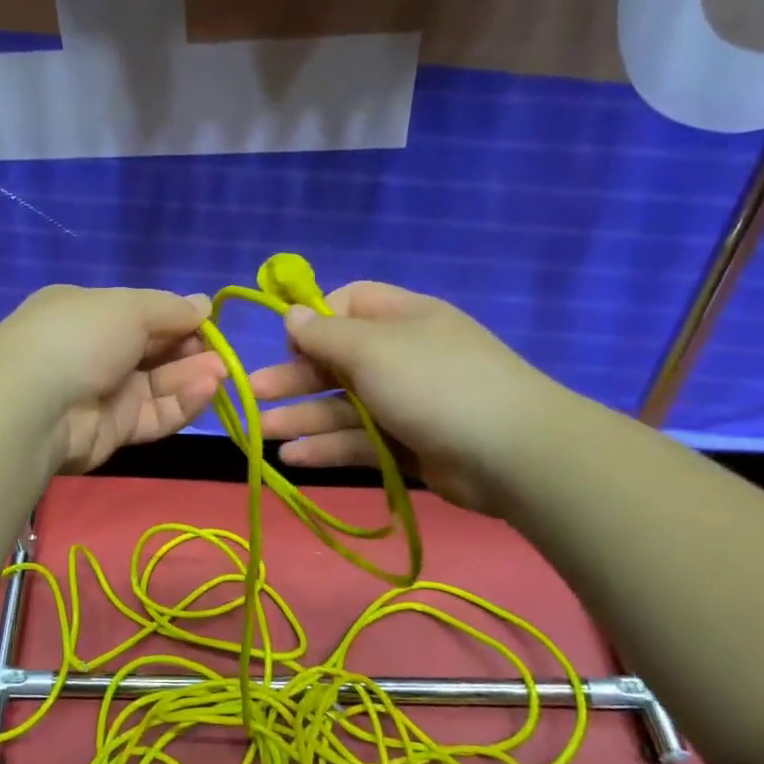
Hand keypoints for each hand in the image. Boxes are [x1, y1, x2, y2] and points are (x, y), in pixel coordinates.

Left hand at [0, 285, 226, 473]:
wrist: (34, 406)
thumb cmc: (80, 337)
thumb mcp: (128, 307)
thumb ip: (170, 309)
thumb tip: (204, 304)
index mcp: (88, 313)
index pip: (142, 314)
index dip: (178, 318)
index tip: (210, 323)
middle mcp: (95, 351)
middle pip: (155, 351)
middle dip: (191, 350)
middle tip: (221, 354)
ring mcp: (104, 393)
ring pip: (159, 385)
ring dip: (192, 377)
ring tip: (221, 373)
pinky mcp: (114, 430)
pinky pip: (155, 415)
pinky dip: (181, 403)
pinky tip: (206, 391)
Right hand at [249, 281, 569, 514]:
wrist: (511, 453)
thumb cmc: (434, 383)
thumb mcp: (372, 348)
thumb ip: (325, 334)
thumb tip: (290, 313)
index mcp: (402, 319)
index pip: (349, 305)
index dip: (314, 321)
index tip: (287, 342)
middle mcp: (402, 357)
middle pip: (337, 362)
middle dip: (294, 377)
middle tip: (252, 394)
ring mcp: (407, 404)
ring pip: (344, 407)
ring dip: (302, 418)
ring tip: (260, 433)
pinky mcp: (409, 446)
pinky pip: (360, 441)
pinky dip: (327, 448)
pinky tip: (293, 458)